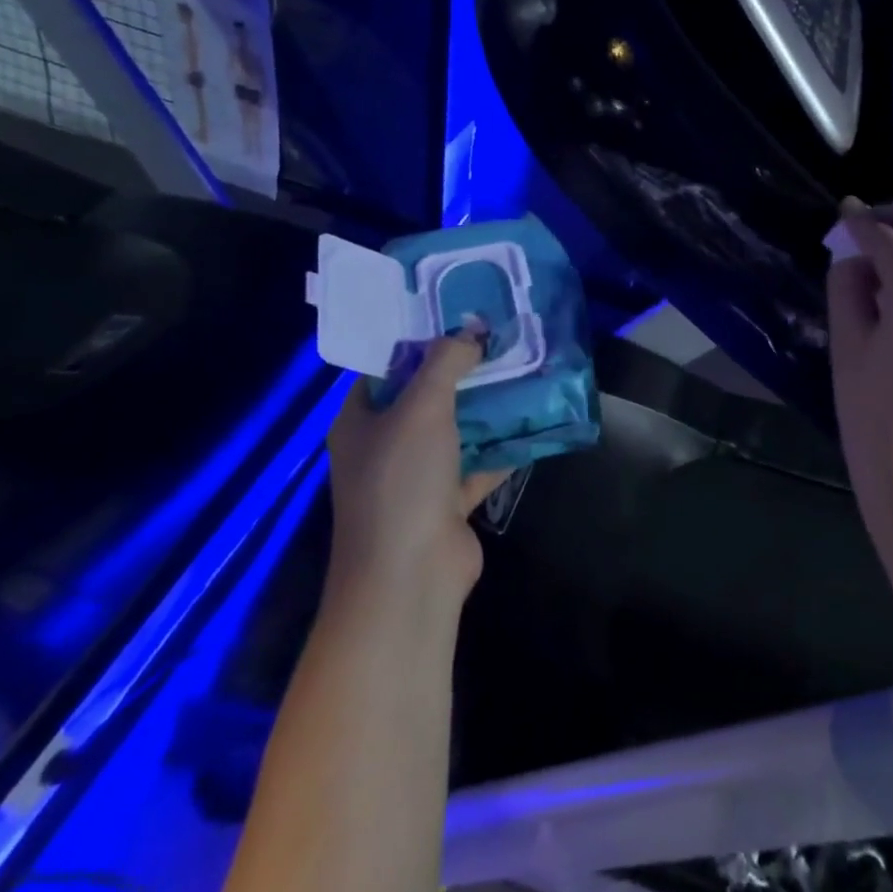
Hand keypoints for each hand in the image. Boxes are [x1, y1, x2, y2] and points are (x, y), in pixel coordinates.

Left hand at [325, 332, 508, 608]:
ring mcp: (416, 478)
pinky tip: (532, 421)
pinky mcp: (447, 503)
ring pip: (455, 431)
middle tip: (499, 338)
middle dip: (461, 371)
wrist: (411, 576)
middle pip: (425, 397)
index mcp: (360, 421)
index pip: (385, 368)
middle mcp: (384, 447)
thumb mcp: (421, 407)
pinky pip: (478, 464)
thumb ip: (446, 362)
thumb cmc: (402, 481)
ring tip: (522, 370)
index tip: (456, 315)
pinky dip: (501, 447)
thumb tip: (471, 331)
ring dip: (485, 407)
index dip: (418, 340)